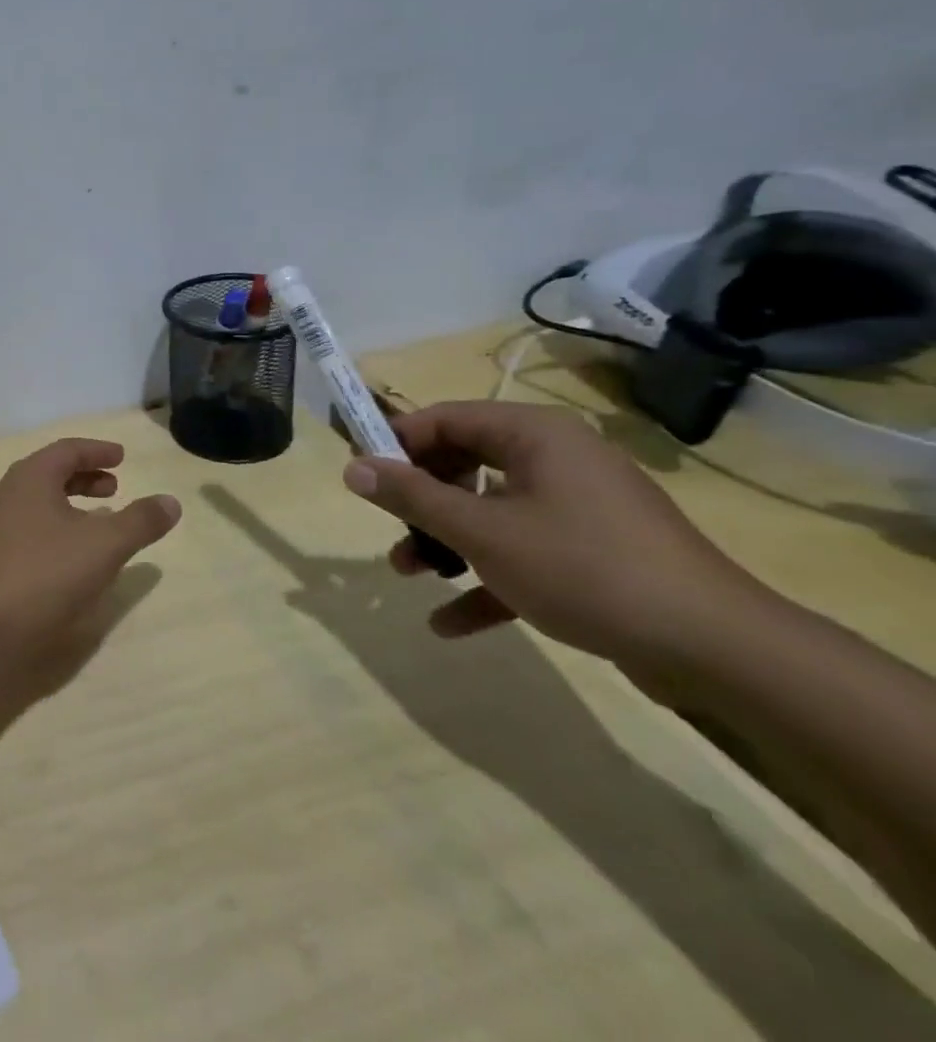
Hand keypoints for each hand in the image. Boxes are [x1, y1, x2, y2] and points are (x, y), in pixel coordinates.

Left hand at [0, 438, 180, 704]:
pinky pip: (27, 530)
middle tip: (114, 487)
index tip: (122, 457)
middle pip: (49, 474)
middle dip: (84, 477)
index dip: (97, 451)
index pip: (66, 450)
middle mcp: (6, 495)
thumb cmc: (44, 575)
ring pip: (36, 504)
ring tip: (98, 521)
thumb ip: (140, 521)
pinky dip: (54, 530)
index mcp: (29, 478)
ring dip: (69, 505)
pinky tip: (69, 557)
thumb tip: (171, 501)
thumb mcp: (104, 545)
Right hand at [342, 401, 764, 669]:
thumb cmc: (583, 568)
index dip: (396, 443)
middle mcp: (556, 460)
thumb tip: (352, 467)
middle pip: (464, 464)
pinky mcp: (594, 552)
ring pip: (490, 511)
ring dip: (446, 541)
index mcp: (534, 436)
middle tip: (388, 527)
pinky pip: (523, 552)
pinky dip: (486, 579)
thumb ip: (411, 496)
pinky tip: (451, 623)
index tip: (362, 477)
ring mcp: (579, 507)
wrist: (717, 650)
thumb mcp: (481, 532)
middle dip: (419, 501)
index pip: (444, 419)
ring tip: (411, 574)